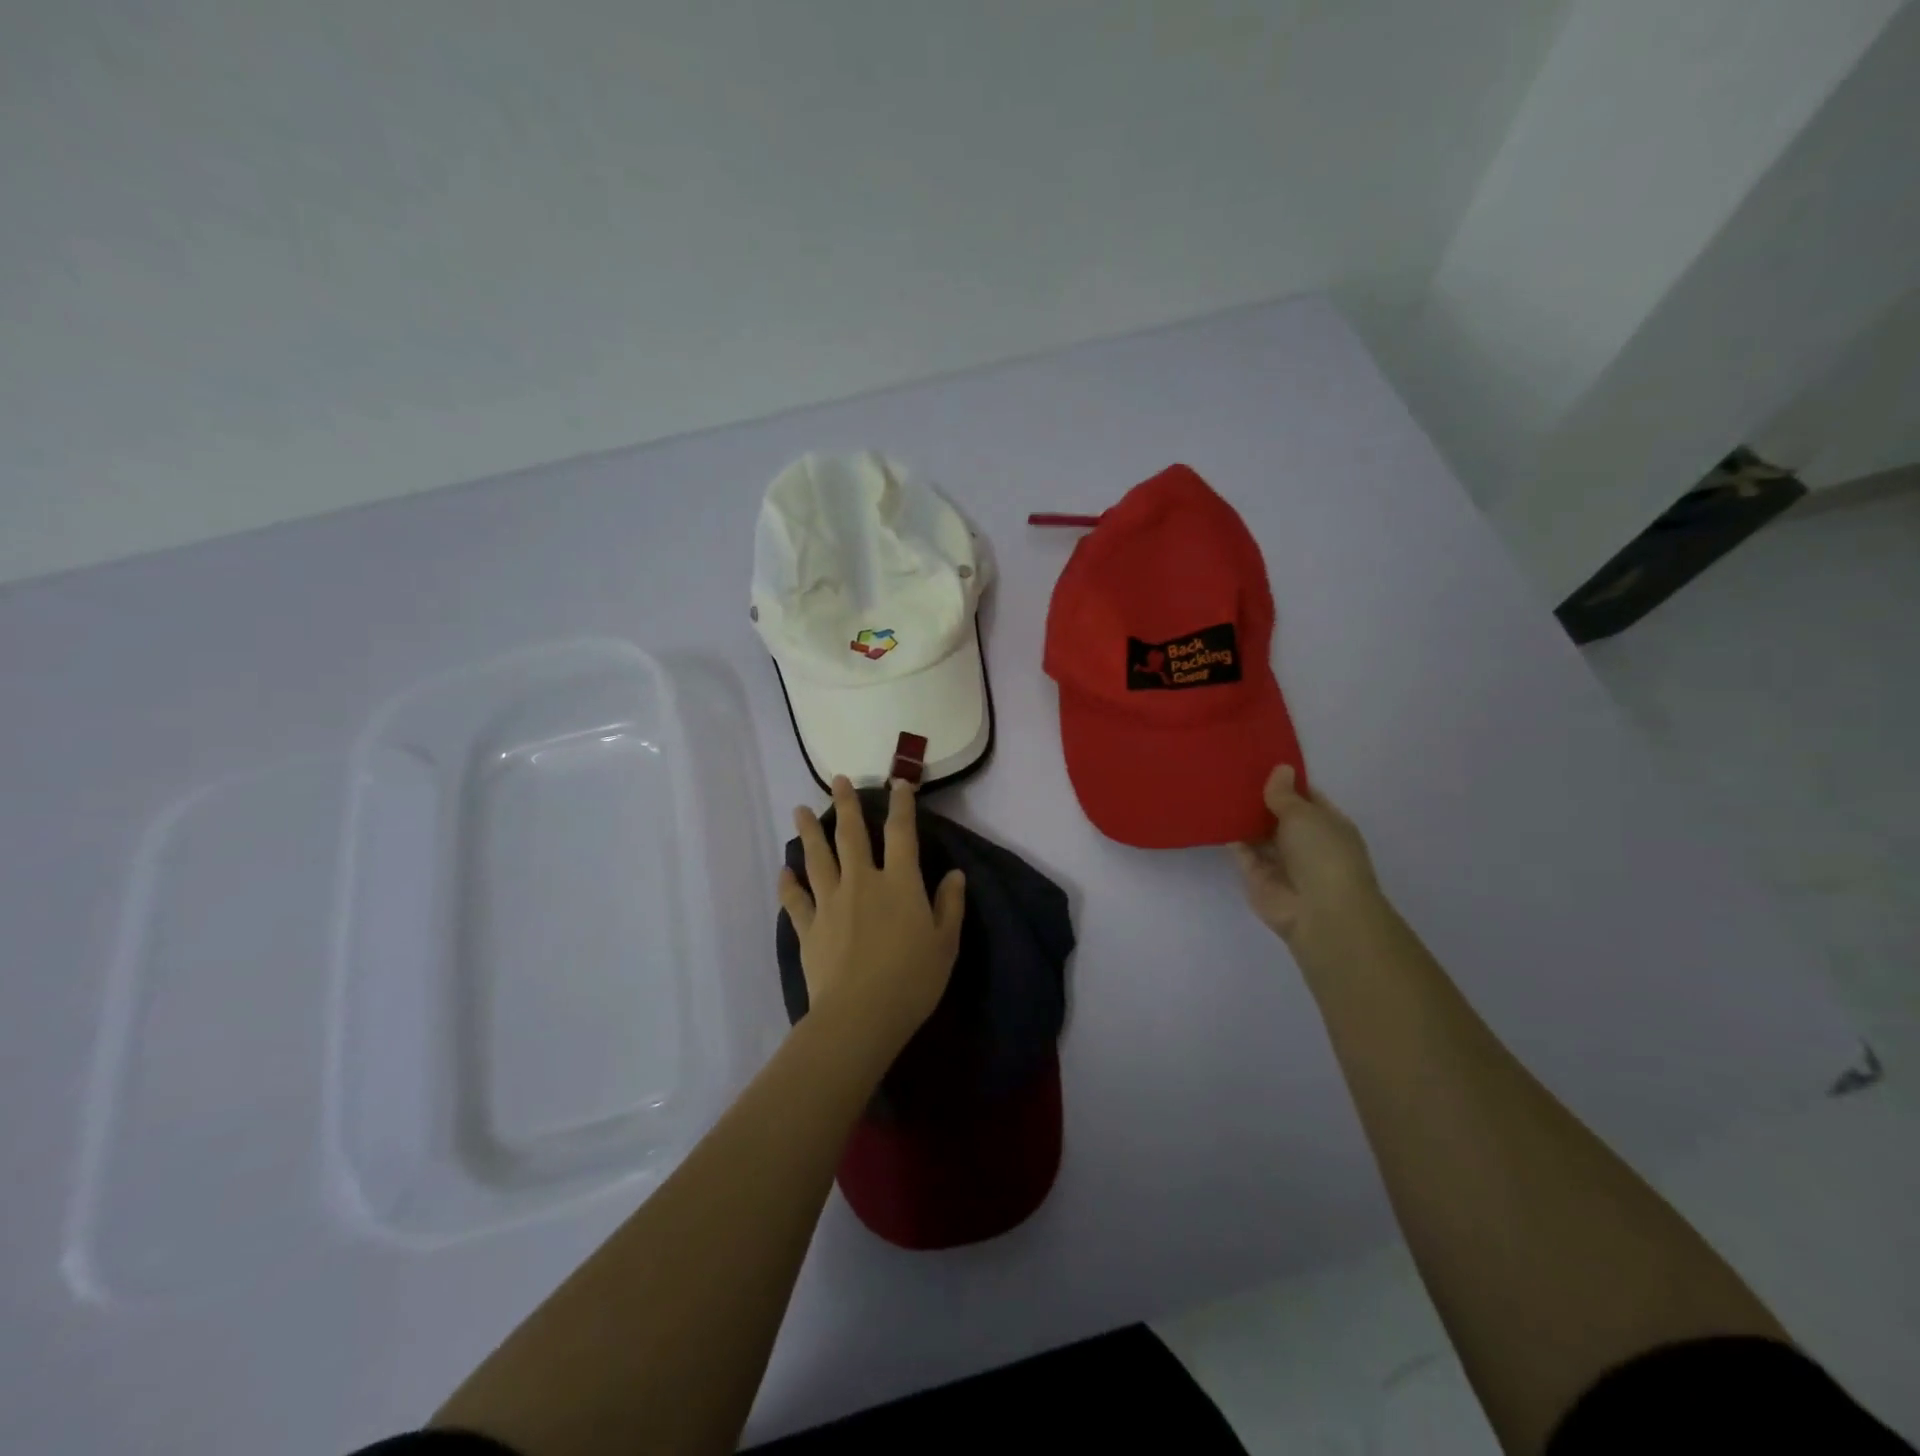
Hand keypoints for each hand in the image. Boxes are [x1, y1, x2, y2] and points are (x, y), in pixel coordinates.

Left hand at [777, 775, 965, 1057]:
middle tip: (838, 780)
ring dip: (809, 832)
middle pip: (851, 835)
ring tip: (798, 810)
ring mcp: (830, 903)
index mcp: (899, 883)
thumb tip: (954, 874)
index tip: (899, 783)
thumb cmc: (912, 980)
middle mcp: (862, 882)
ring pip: (817, 859)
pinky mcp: (808, 928)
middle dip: (846, 805)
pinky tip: (783, 872)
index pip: (901, 833)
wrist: (859, 1016)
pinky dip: (788, 884)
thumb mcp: (945, 944)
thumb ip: (949, 905)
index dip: (901, 805)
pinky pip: (795, 900)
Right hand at [1233, 765, 1382, 945]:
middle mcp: (1305, 841)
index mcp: (1327, 824)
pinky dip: (1230, 837)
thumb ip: (1285, 794)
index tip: (1258, 761)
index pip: (1305, 796)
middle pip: (1278, 814)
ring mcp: (1280, 860)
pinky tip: (1212, 815)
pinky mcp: (1257, 876)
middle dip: (1259, 797)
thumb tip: (1280, 769)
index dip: (1285, 780)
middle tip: (1229, 770)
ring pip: (1258, 833)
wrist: (1320, 912)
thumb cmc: (1323, 854)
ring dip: (1242, 816)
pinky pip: (1241, 852)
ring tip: (1216, 787)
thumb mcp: (1305, 815)